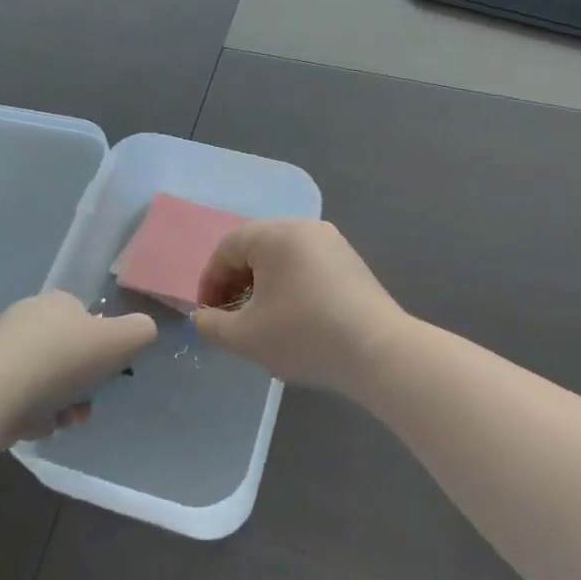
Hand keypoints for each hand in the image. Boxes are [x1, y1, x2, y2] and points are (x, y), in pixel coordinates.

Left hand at [0, 292, 155, 445]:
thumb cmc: (60, 361)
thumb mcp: (120, 340)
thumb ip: (140, 330)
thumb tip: (141, 331)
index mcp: (57, 302)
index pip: (87, 320)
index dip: (101, 350)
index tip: (104, 376)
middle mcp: (25, 317)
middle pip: (66, 354)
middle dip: (79, 384)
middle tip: (84, 408)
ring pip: (43, 379)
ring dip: (58, 404)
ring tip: (61, 423)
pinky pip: (17, 398)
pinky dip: (30, 413)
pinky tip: (34, 427)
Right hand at [193, 220, 406, 393]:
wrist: (378, 352)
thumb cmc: (303, 336)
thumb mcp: (245, 337)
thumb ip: (211, 325)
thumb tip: (202, 318)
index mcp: (275, 235)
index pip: (227, 248)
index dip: (210, 282)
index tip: (208, 315)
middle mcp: (304, 228)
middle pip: (255, 248)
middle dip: (236, 283)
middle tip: (231, 318)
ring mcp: (332, 243)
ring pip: (283, 258)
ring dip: (263, 285)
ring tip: (261, 321)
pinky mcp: (351, 262)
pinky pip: (307, 266)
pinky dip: (290, 286)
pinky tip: (294, 318)